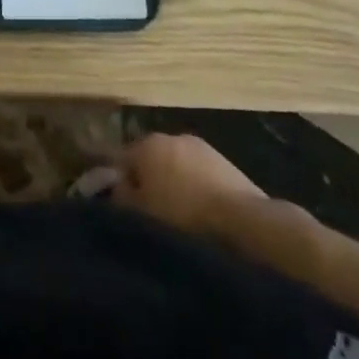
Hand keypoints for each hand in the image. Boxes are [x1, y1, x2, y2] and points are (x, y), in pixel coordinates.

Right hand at [113, 133, 263, 236]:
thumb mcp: (141, 213)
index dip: (118, 184)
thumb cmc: (183, 216)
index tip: (122, 208)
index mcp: (146, 144)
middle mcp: (171, 136)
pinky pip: (200, 175)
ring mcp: (201, 147)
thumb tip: (116, 188)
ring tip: (179, 217)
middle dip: (149, 182)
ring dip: (175, 184)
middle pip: (150, 160)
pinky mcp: (225, 163)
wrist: (243, 221)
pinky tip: (203, 214)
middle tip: (151, 213)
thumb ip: (121, 197)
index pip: (120, 160)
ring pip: (177, 166)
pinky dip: (197, 189)